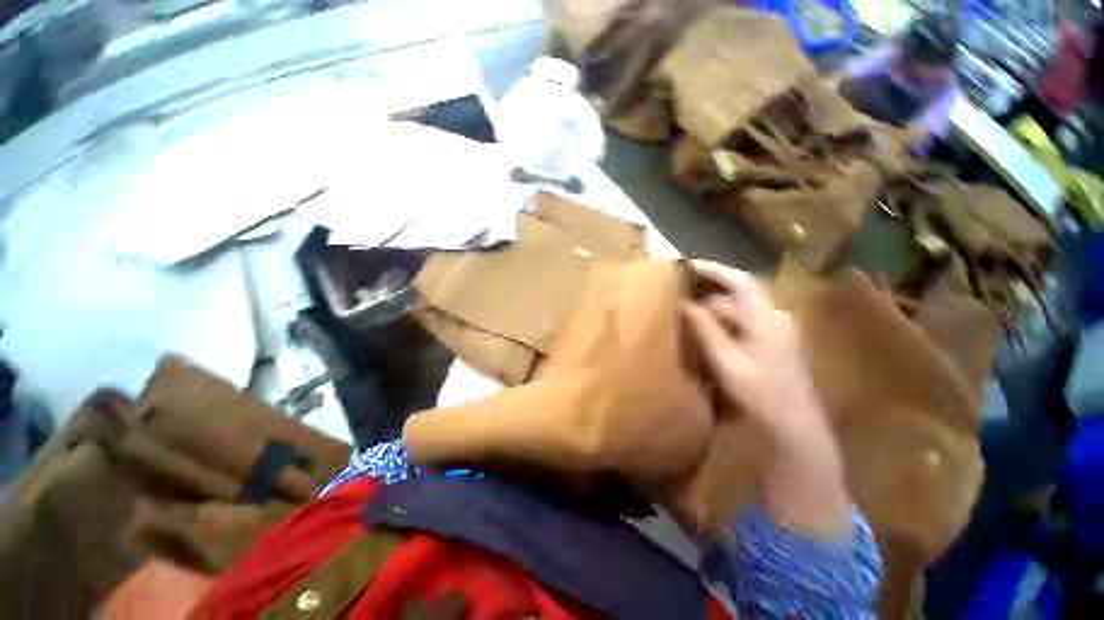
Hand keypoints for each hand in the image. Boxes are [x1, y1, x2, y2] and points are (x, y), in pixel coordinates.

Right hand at [683, 261, 851, 539]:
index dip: (715, 270)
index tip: (689, 265)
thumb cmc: (759, 393)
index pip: (740, 282)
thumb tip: (685, 304)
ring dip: (716, 310)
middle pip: (738, 296)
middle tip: (682, 298)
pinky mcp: (775, 343)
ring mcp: (778, 331)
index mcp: (766, 319)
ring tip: (691, 317)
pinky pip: (745, 323)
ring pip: (741, 311)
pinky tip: (710, 335)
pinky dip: (725, 323)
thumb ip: (706, 330)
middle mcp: (775, 318)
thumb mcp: (726, 361)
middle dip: (709, 294)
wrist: (793, 426)